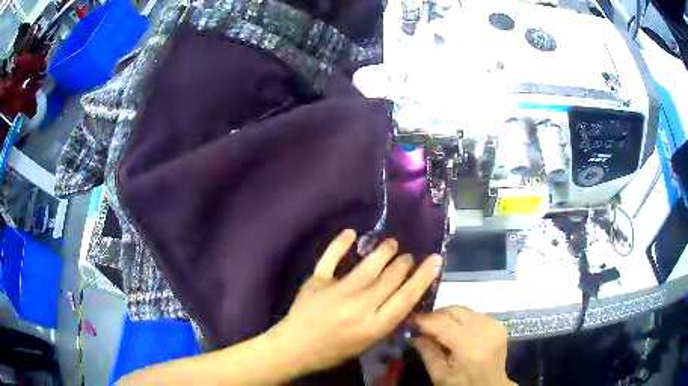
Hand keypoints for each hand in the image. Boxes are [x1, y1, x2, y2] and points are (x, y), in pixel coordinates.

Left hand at [269, 229, 441, 375]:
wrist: (297, 347)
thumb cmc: (336, 349)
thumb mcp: (369, 342)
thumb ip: (387, 320)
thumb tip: (405, 295)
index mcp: (376, 325)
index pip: (407, 295)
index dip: (424, 276)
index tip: (434, 260)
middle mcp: (361, 306)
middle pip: (391, 277)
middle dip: (404, 263)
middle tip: (407, 257)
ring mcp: (338, 291)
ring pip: (368, 265)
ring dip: (384, 251)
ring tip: (392, 244)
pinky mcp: (317, 281)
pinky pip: (331, 258)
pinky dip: (340, 243)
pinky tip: (351, 232)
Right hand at [413, 307, 514, 385]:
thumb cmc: (462, 385)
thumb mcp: (440, 375)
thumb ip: (427, 353)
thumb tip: (414, 334)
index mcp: (469, 348)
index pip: (443, 324)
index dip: (425, 320)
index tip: (410, 320)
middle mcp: (485, 332)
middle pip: (456, 311)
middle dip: (436, 315)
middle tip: (422, 324)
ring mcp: (494, 326)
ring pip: (465, 310)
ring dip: (449, 316)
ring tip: (438, 328)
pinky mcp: (499, 325)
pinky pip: (476, 314)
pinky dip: (463, 319)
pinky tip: (456, 330)